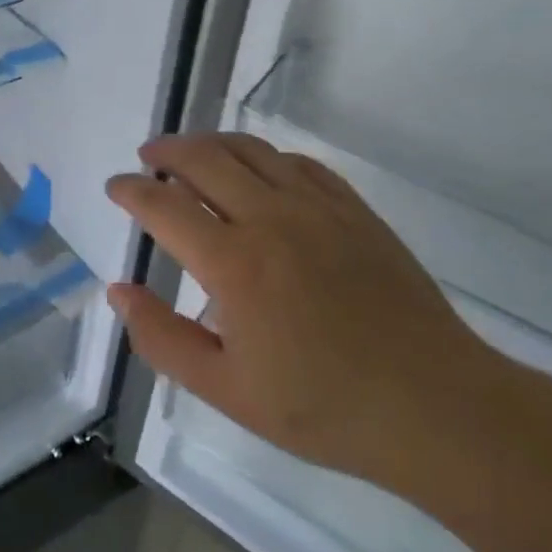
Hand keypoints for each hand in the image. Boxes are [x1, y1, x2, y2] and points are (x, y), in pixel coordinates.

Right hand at [105, 132, 499, 491]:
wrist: (436, 408)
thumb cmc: (324, 408)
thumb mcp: (227, 391)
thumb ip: (162, 338)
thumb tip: (118, 290)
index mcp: (233, 262)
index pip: (163, 204)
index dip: (130, 190)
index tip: (115, 187)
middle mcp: (270, 218)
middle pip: (203, 158)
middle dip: (164, 151)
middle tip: (147, 158)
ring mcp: (317, 207)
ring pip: (250, 149)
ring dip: (210, 144)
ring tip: (191, 154)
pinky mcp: (353, 209)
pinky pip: (298, 163)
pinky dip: (265, 157)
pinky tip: (260, 172)